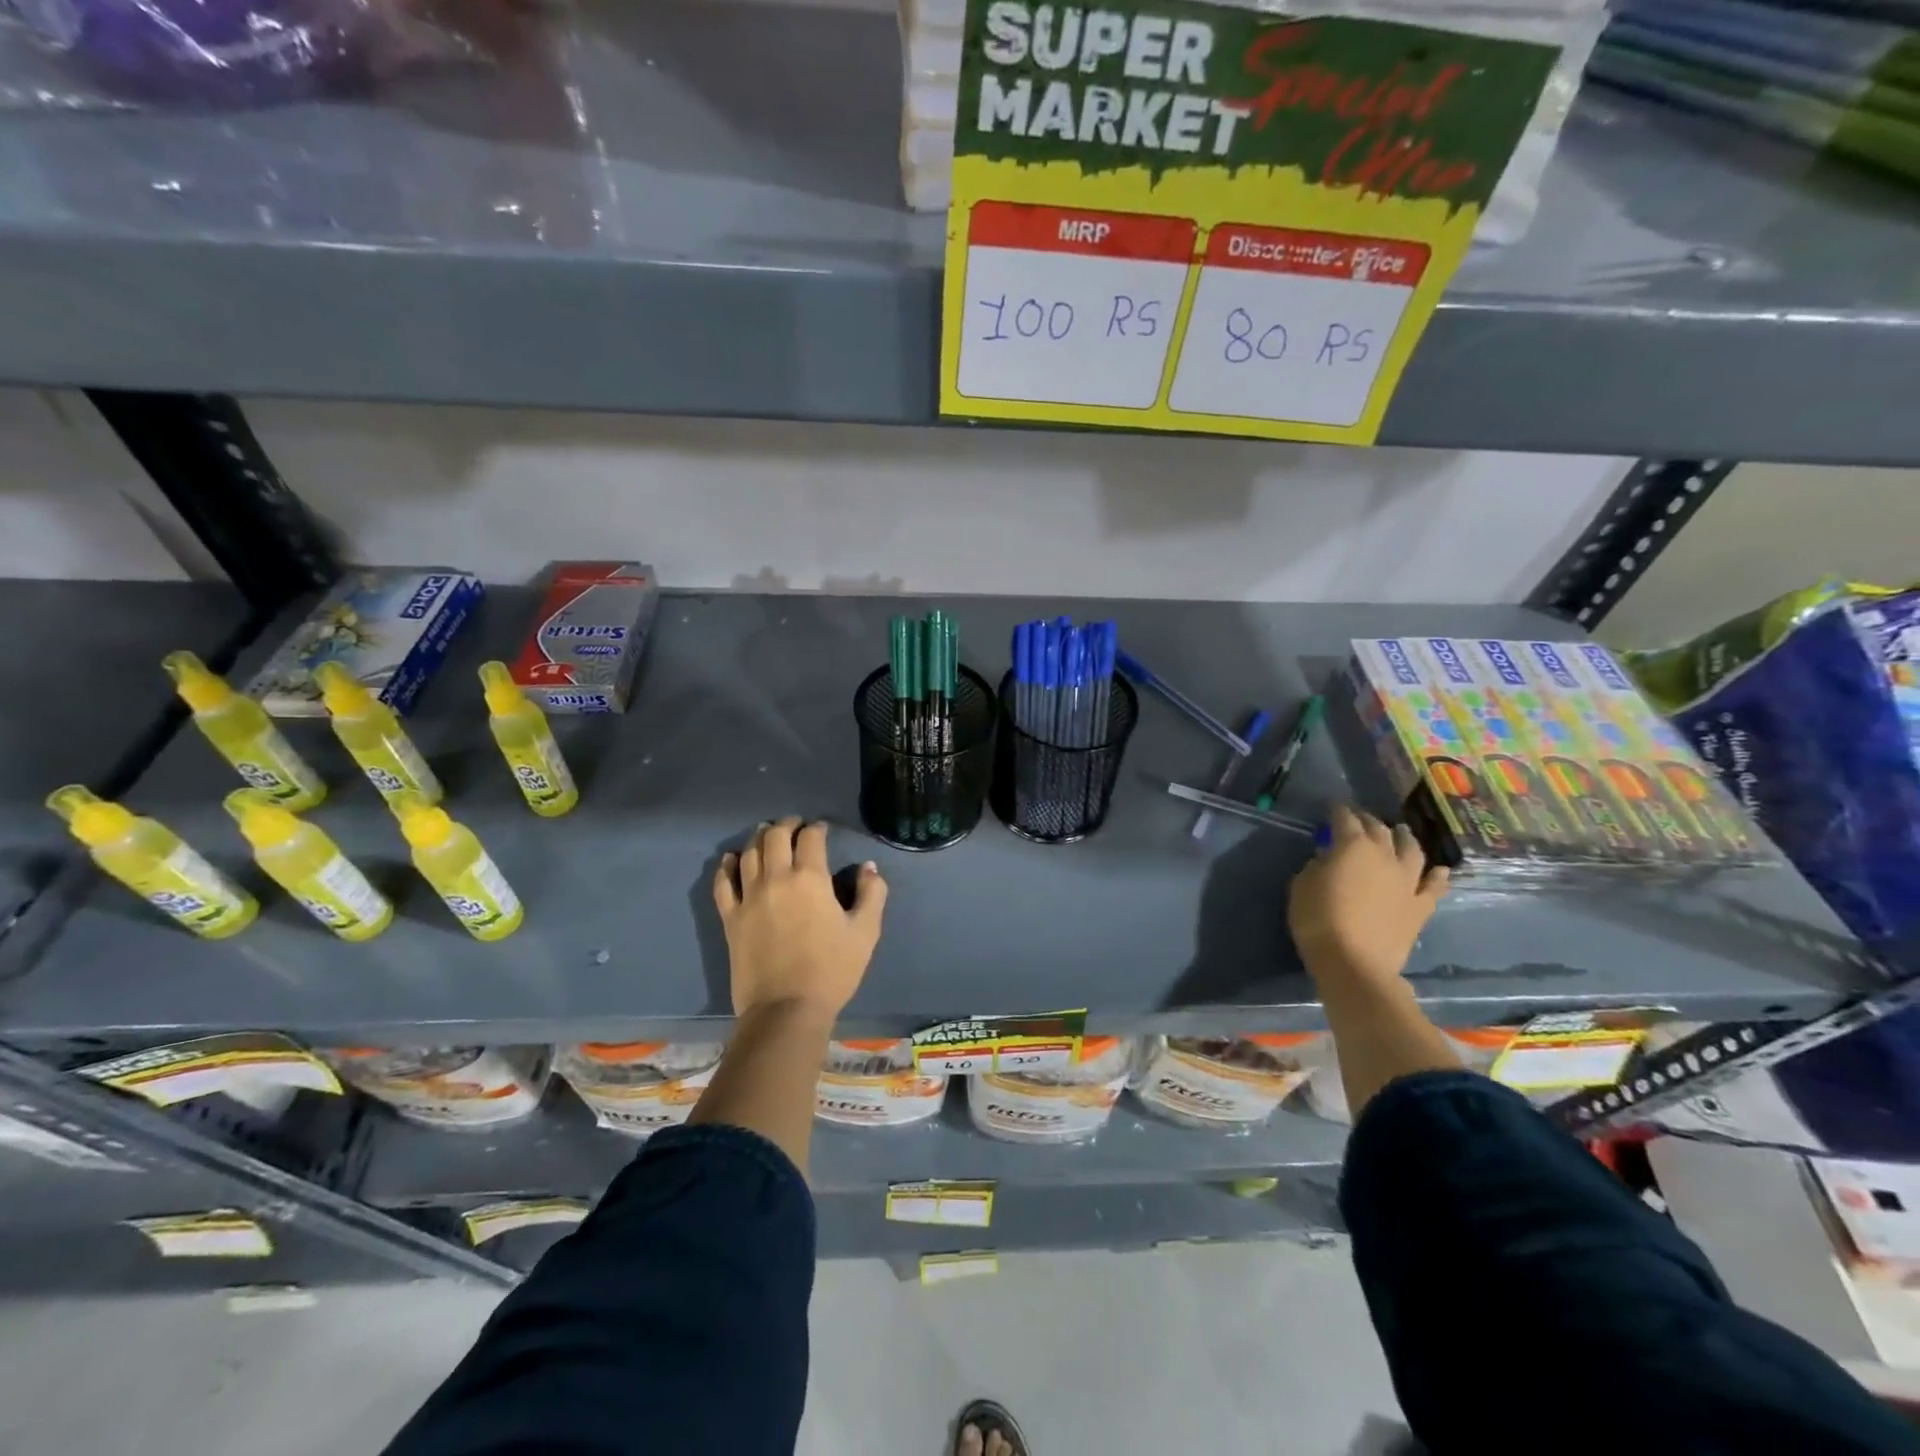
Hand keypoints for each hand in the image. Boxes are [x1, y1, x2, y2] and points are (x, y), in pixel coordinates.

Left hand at [712, 818, 888, 1020]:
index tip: (822, 829)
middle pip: (775, 837)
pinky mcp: (730, 918)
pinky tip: (732, 859)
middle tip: (795, 826)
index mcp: (810, 878)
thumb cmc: (831, 970)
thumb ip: (872, 894)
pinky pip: (723, 882)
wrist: (786, 1009)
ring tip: (766, 834)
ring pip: (749, 853)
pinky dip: (728, 866)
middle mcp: (776, 878)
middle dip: (786, 825)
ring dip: (759, 838)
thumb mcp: (865, 932)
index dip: (817, 828)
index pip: (811, 838)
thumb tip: (868, 868)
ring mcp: (748, 897)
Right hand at [1288, 805, 1448, 990]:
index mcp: (1352, 846)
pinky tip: (1440, 870)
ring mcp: (1407, 881)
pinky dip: (1437, 876)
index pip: (1345, 819)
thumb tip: (1329, 859)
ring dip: (1405, 838)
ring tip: (1401, 832)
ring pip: (1412, 851)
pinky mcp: (1420, 906)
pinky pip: (1433, 886)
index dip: (1338, 811)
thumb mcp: (1302, 886)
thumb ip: (1317, 866)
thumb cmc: (1318, 920)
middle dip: (1367, 821)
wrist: (1354, 963)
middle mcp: (1384, 856)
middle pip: (1379, 830)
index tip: (1332, 807)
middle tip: (1359, 818)